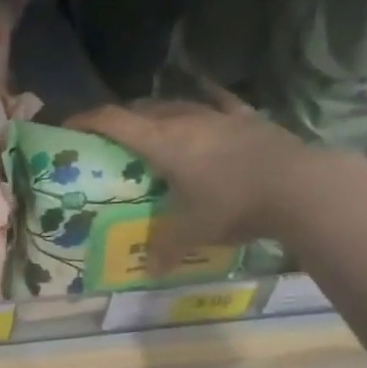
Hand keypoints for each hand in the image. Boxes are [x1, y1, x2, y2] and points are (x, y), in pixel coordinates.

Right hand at [68, 90, 327, 275]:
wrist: (299, 187)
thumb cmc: (232, 205)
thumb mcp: (192, 232)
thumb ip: (165, 249)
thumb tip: (149, 271)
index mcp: (161, 142)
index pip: (112, 121)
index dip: (86, 119)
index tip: (68, 124)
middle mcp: (183, 120)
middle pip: (141, 109)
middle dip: (120, 119)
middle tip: (111, 139)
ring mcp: (218, 115)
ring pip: (176, 103)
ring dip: (157, 112)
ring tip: (151, 126)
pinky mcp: (247, 118)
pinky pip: (219, 101)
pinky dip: (204, 98)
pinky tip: (202, 96)